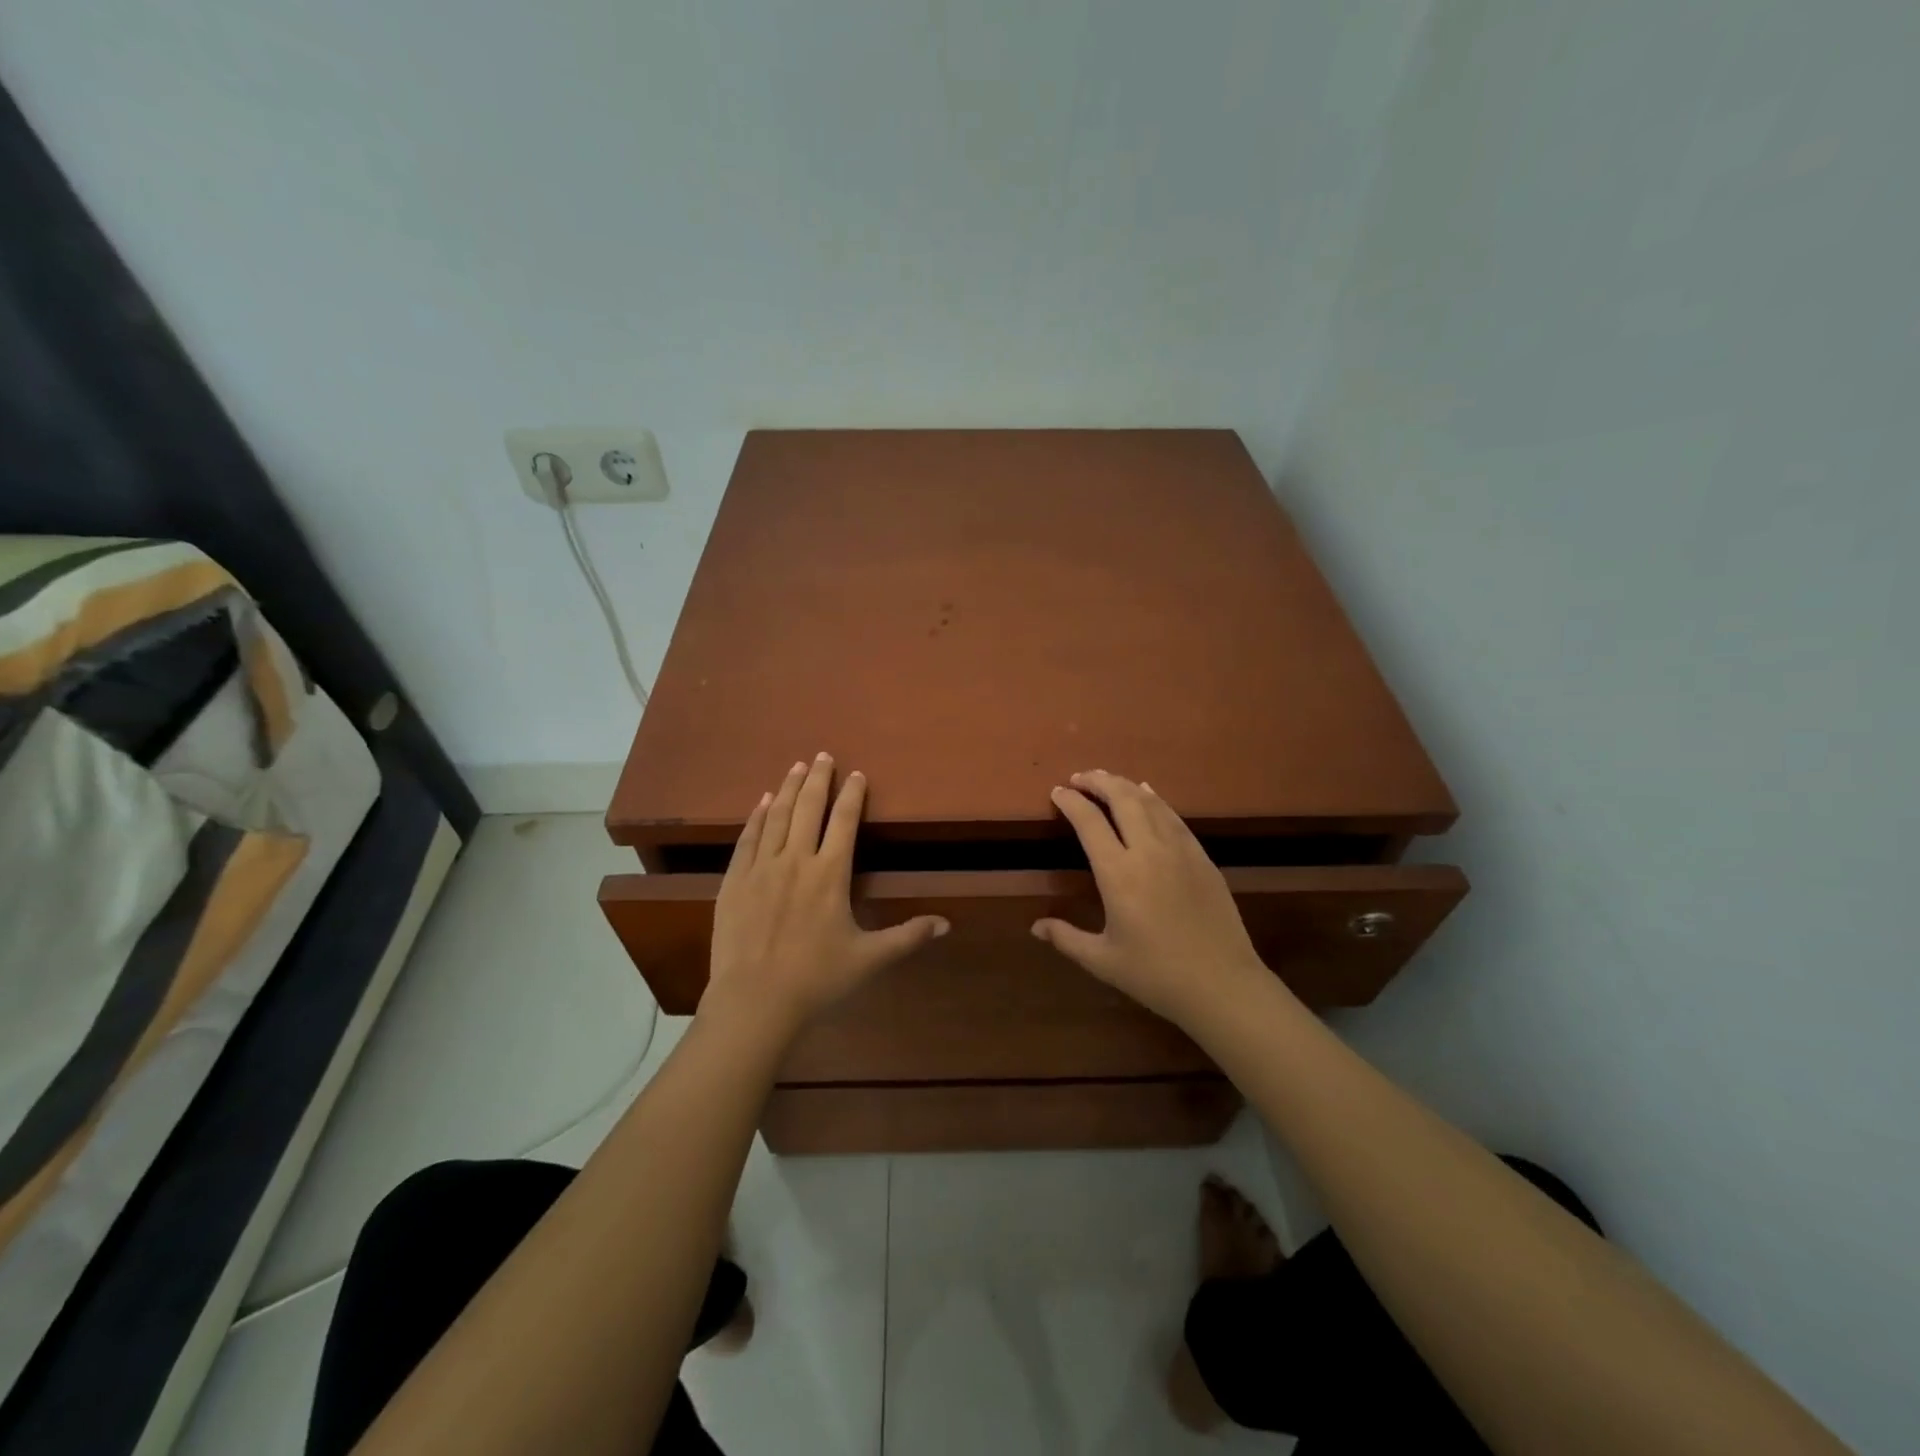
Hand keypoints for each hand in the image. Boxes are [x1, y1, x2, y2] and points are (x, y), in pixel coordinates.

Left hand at [706, 753, 948, 1033]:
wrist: (754, 1000)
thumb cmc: (817, 979)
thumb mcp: (869, 959)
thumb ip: (908, 936)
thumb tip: (947, 924)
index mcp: (830, 874)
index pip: (844, 822)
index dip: (852, 795)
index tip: (855, 774)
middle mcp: (796, 860)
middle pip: (808, 808)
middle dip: (817, 779)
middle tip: (821, 755)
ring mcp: (761, 868)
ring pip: (776, 816)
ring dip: (787, 789)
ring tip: (795, 767)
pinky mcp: (735, 881)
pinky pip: (747, 838)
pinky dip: (756, 817)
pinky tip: (761, 803)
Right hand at [1032, 770, 1271, 1029]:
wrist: (1222, 985)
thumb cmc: (1156, 975)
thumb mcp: (1103, 961)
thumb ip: (1066, 939)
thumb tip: (1035, 927)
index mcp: (1118, 874)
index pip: (1089, 822)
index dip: (1070, 802)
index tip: (1057, 792)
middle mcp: (1148, 851)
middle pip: (1121, 799)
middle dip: (1097, 781)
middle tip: (1079, 777)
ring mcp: (1180, 850)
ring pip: (1149, 802)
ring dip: (1125, 785)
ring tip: (1107, 780)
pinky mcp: (1202, 857)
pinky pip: (1174, 817)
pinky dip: (1156, 799)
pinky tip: (1148, 795)